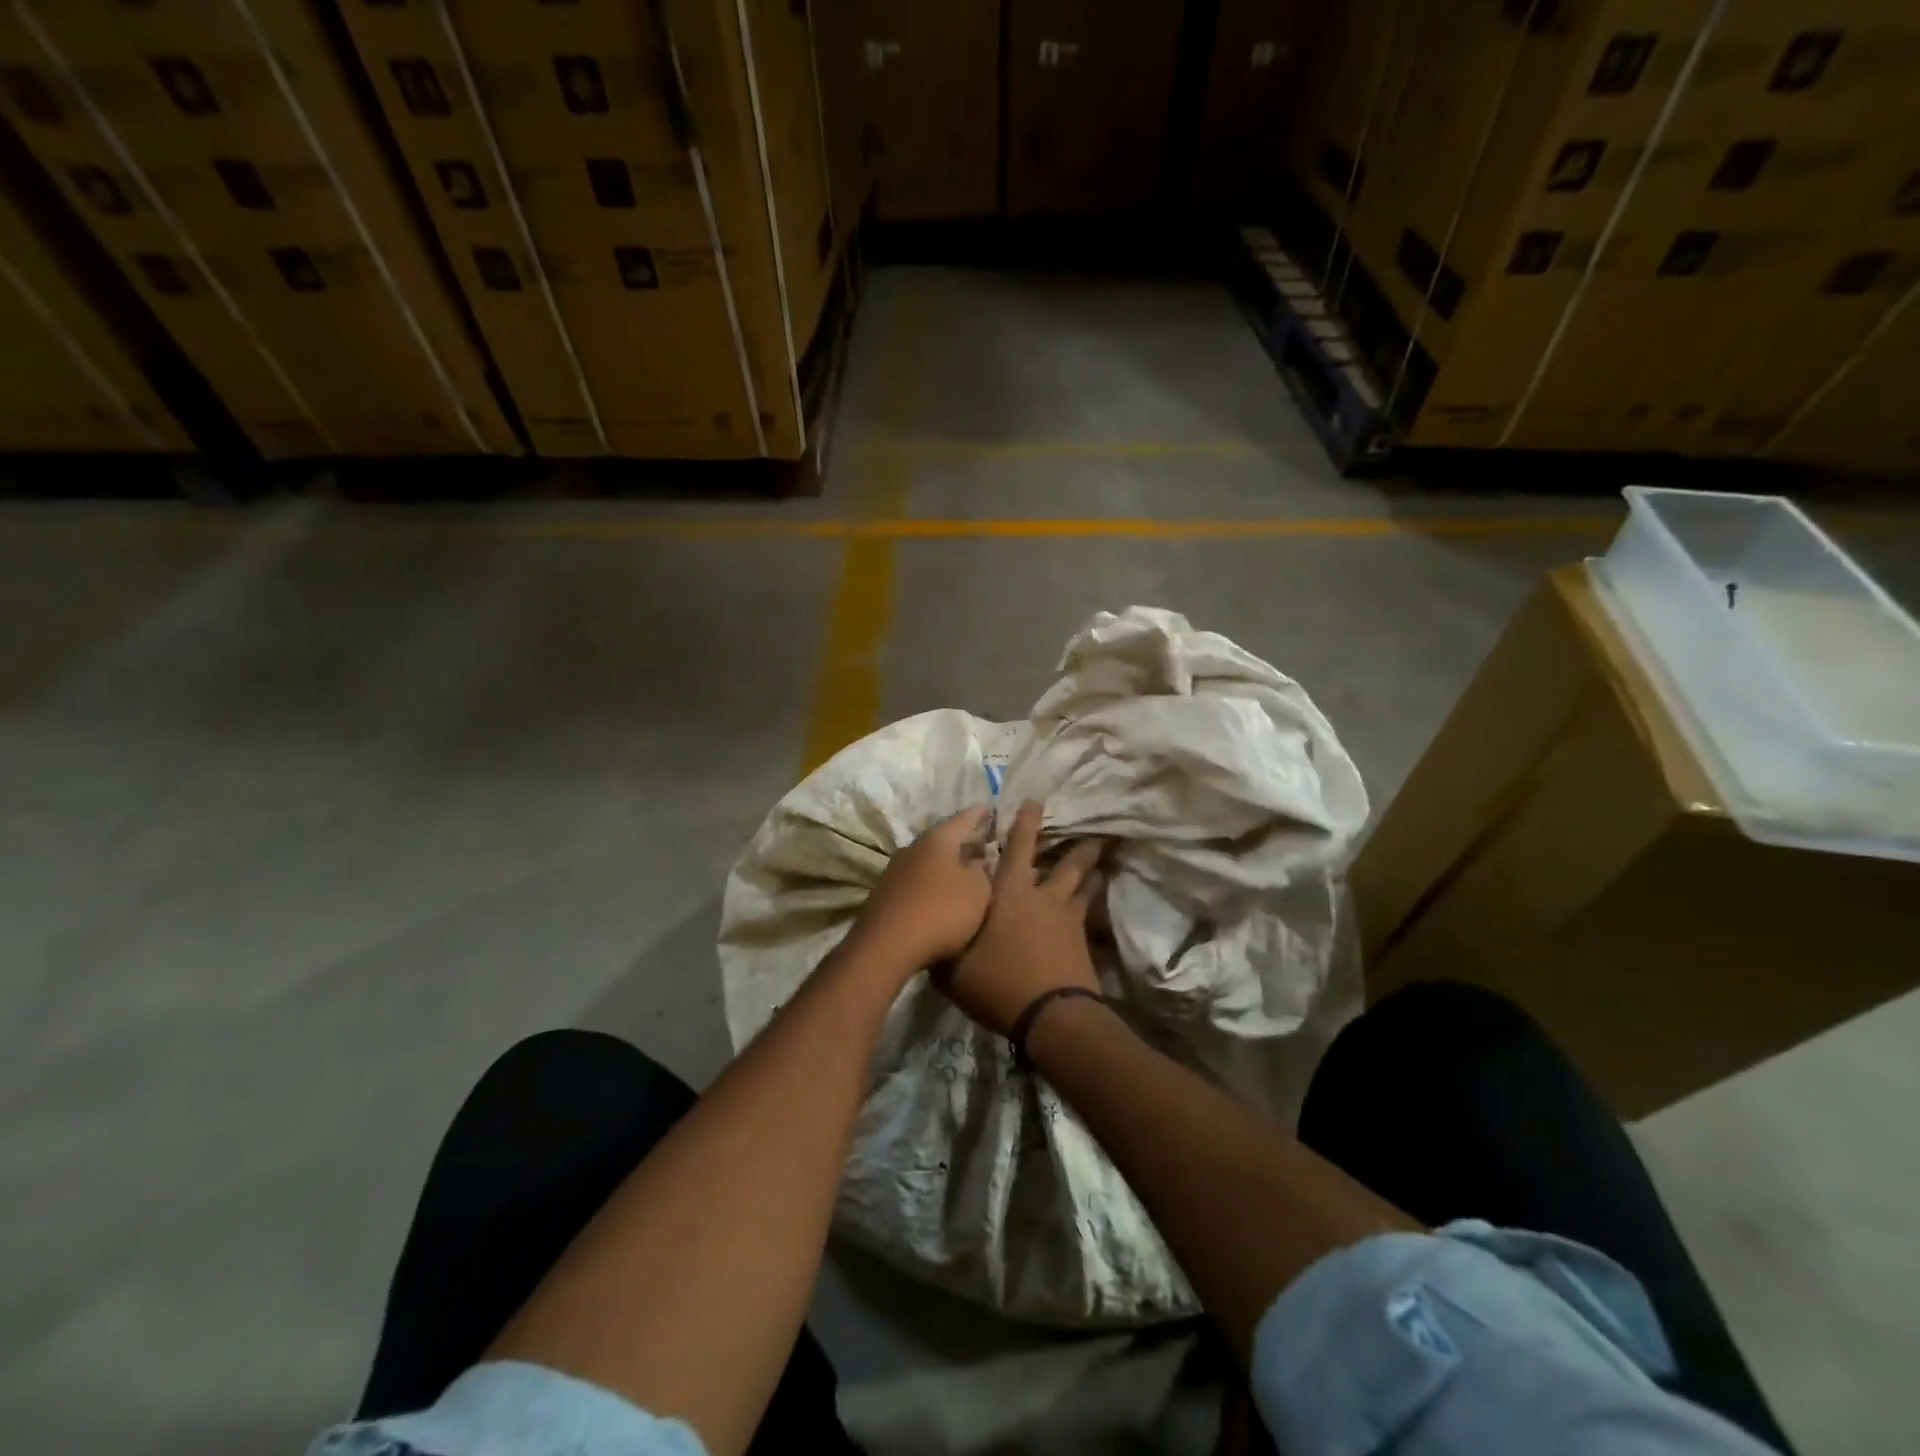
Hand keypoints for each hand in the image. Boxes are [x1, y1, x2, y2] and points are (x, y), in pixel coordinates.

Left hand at [850, 805, 995, 973]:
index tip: (989, 807)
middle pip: (943, 840)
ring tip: (964, 872)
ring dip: (945, 865)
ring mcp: (895, 871)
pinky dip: (931, 884)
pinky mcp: (886, 894)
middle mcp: (913, 847)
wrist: (887, 946)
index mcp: (938, 839)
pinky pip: (916, 881)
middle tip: (982, 844)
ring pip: (928, 861)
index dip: (979, 814)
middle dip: (962, 842)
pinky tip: (940, 897)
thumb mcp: (978, 892)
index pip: (964, 819)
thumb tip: (976, 862)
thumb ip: (982, 872)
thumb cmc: (941, 911)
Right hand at [940, 801, 1104, 1035]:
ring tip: (1100, 862)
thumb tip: (930, 935)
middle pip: (1066, 864)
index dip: (1026, 823)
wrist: (1050, 1016)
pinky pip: (1089, 913)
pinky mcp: (1081, 941)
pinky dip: (1093, 902)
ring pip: (1082, 884)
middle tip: (1091, 833)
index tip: (1035, 803)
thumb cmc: (997, 983)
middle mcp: (1041, 897)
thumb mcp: (953, 970)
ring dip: (1091, 871)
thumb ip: (943, 947)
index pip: (1018, 848)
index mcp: (1008, 894)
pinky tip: (1097, 902)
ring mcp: (1066, 918)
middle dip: (1077, 846)